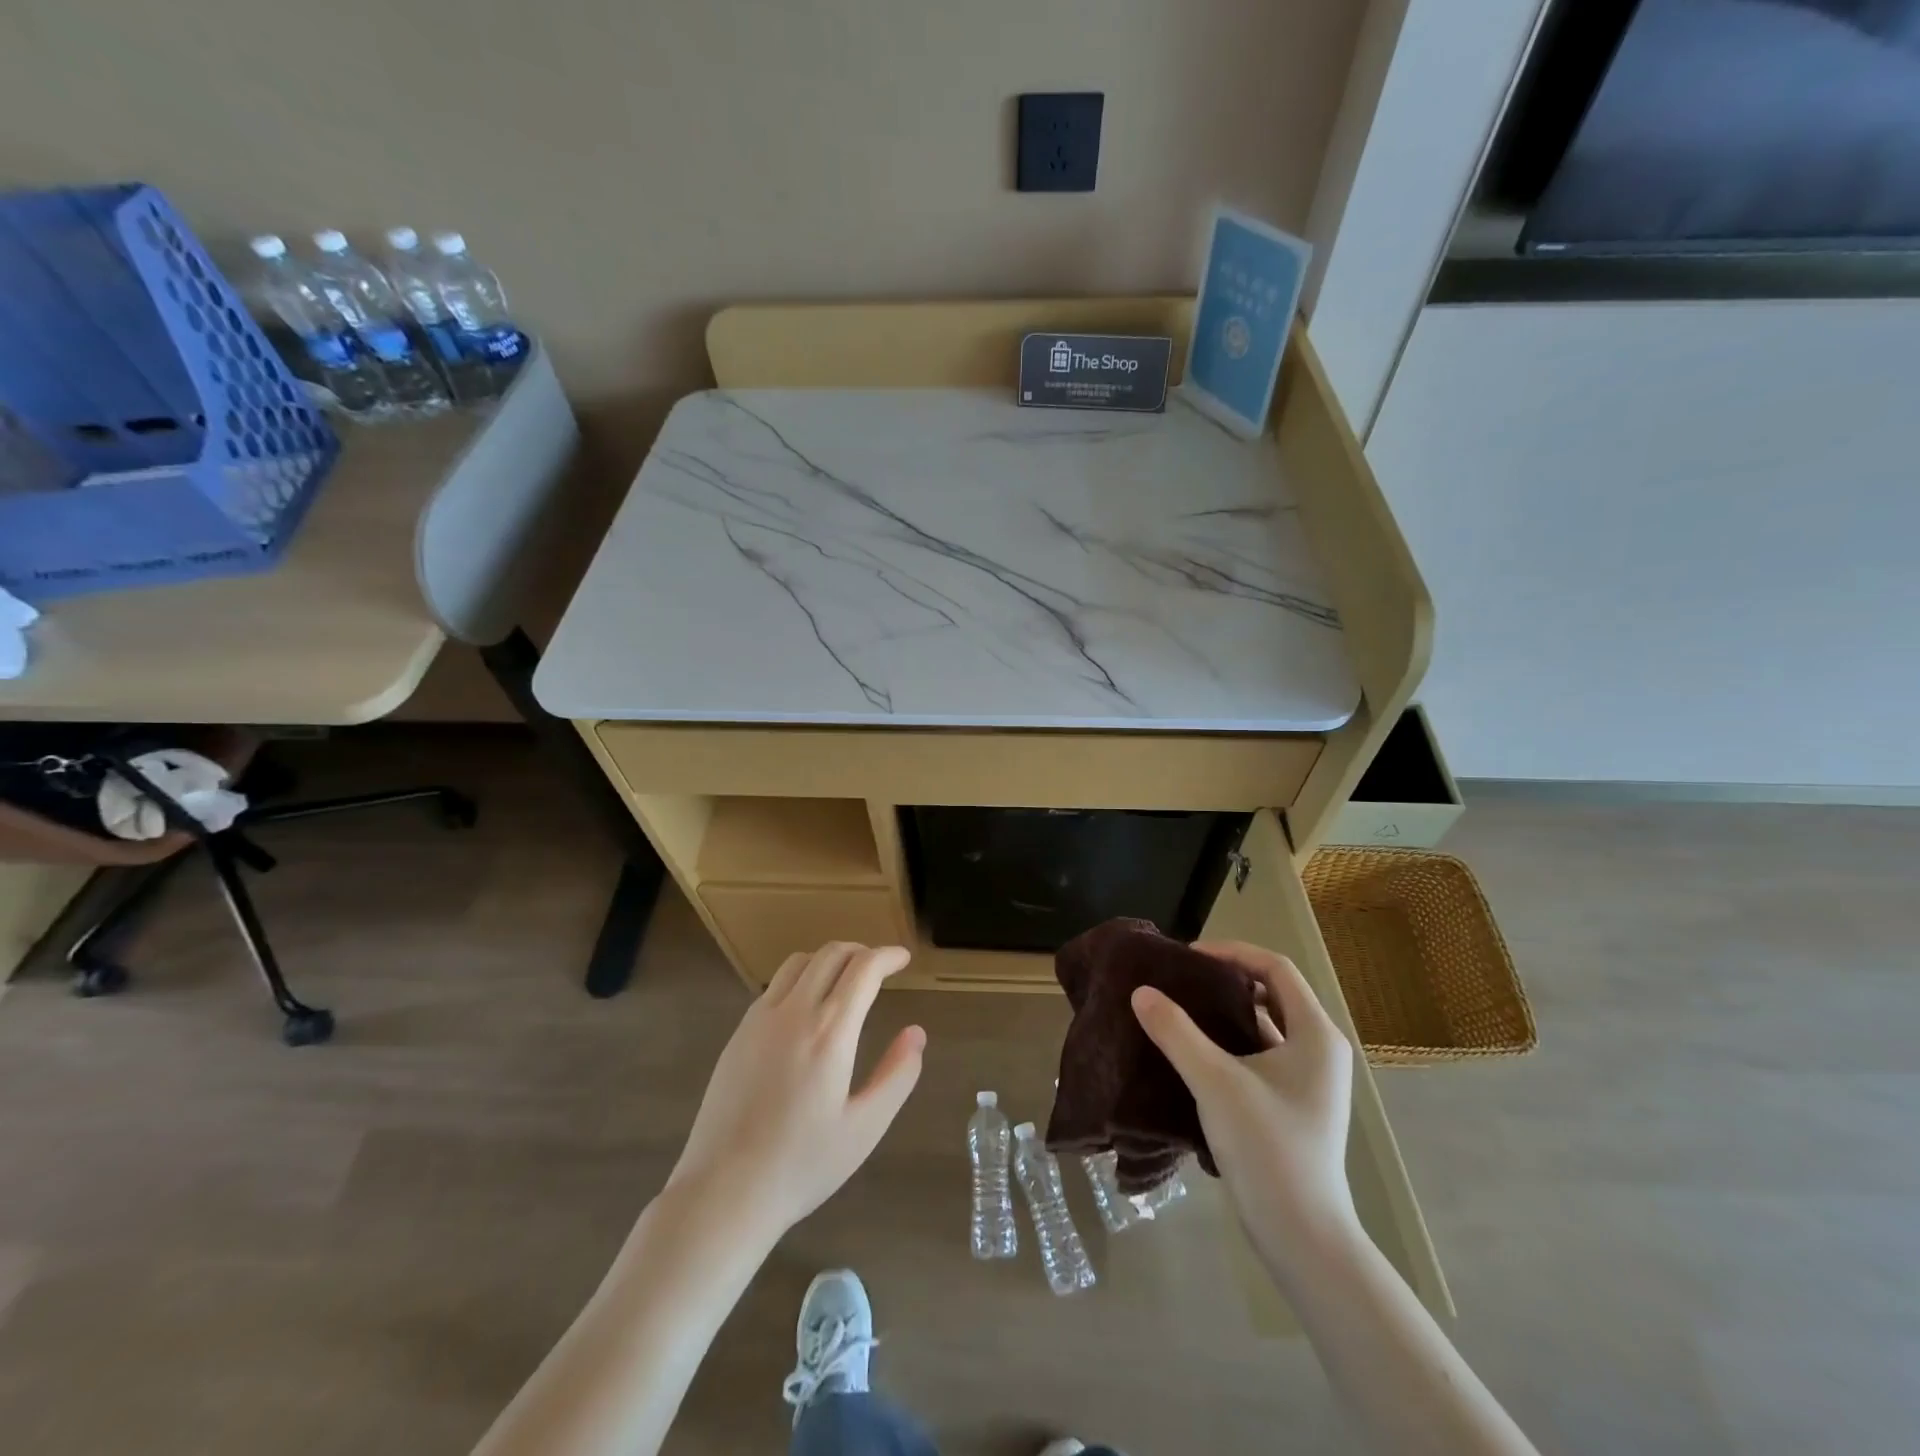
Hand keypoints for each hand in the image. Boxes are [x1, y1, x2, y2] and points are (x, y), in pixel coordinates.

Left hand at [666, 943, 925, 1240]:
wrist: (724, 1191)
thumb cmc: (803, 1164)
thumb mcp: (865, 1128)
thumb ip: (897, 1075)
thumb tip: (916, 1033)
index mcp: (830, 1032)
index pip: (863, 968)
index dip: (888, 956)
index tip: (903, 959)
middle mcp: (794, 1012)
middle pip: (830, 954)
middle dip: (861, 951)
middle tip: (880, 967)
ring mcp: (760, 1019)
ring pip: (799, 963)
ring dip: (828, 960)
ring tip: (845, 980)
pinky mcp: (738, 1033)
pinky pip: (775, 986)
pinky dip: (801, 978)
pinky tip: (807, 1008)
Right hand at [1131, 940, 1357, 1257]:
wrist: (1303, 1238)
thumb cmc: (1268, 1148)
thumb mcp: (1215, 1082)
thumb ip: (1176, 1032)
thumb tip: (1140, 991)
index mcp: (1316, 1033)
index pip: (1275, 967)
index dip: (1231, 953)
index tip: (1187, 958)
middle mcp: (1320, 1049)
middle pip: (1271, 993)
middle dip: (1225, 981)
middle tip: (1180, 981)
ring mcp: (1309, 1080)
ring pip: (1264, 1026)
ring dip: (1225, 1014)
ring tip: (1179, 1011)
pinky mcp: (1294, 1104)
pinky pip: (1261, 1055)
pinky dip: (1230, 1044)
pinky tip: (1193, 1053)